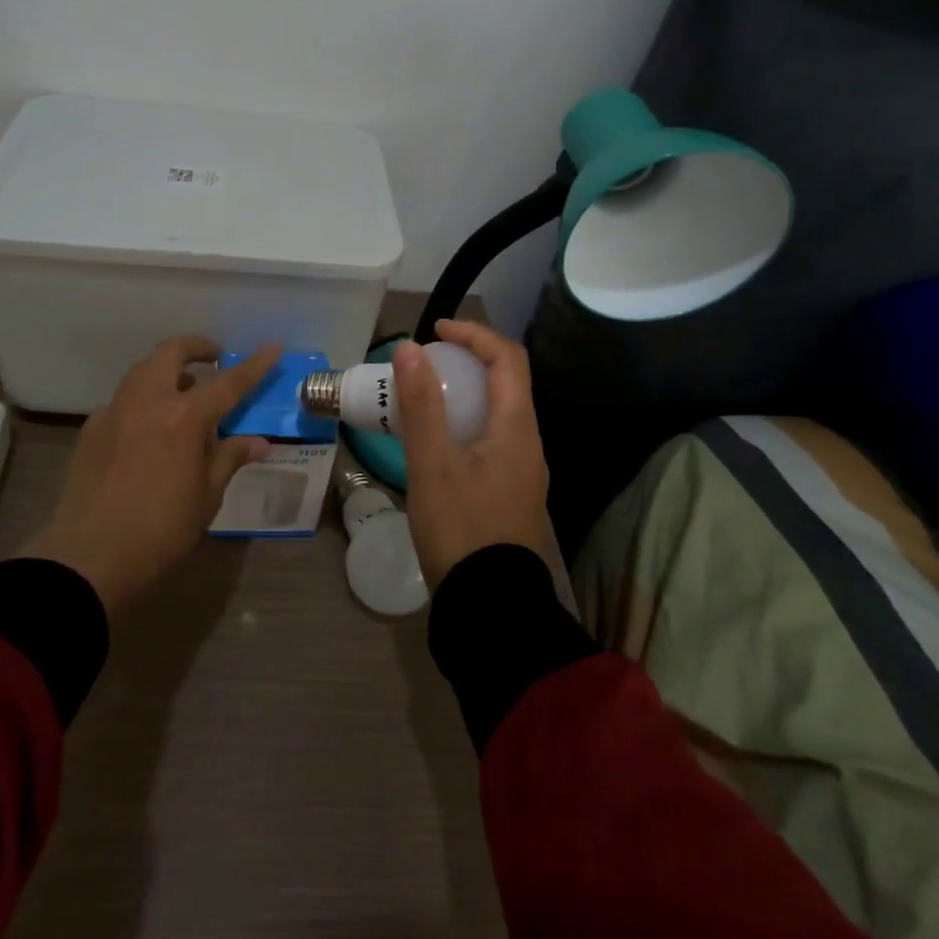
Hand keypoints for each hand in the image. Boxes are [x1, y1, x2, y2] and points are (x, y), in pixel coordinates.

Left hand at [22, 337, 278, 614]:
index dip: (254, 365)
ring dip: (166, 370)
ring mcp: (115, 411)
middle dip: (196, 347)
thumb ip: (229, 458)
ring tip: (183, 392)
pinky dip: (142, 401)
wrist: (89, 556)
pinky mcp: (91, 428)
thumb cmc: (160, 530)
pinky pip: (122, 400)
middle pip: (172, 353)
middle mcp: (148, 401)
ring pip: (142, 370)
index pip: (229, 382)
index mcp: (184, 417)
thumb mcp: (206, 496)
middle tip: (213, 359)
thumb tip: (258, 443)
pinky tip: (146, 428)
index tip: (272, 347)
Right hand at [393, 320, 548, 587]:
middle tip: (425, 364)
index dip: (474, 334)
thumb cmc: (461, 529)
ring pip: (497, 412)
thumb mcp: (432, 464)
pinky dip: (464, 423)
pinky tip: (435, 442)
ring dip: (464, 393)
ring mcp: (523, 471)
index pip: (507, 358)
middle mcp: (529, 443)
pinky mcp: (510, 492)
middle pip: (506, 382)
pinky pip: (491, 439)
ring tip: (423, 398)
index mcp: (517, 428)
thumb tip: (410, 348)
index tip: (435, 330)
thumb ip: (421, 404)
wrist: (490, 607)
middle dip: (467, 361)